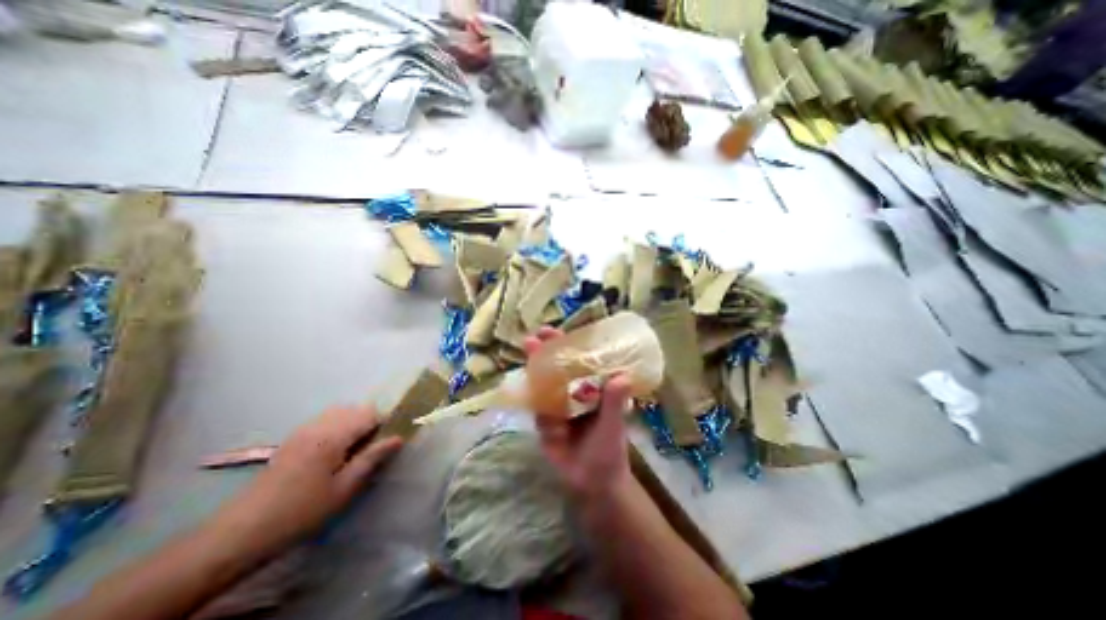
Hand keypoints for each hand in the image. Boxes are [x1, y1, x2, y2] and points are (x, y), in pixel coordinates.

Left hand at [218, 407, 404, 552]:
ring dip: (353, 424)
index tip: (387, 443)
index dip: (385, 424)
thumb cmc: (301, 511)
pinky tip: (333, 452)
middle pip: (356, 409)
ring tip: (353, 451)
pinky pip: (324, 421)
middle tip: (370, 449)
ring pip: (340, 412)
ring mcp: (303, 430)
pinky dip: (337, 427)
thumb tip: (399, 438)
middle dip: (369, 423)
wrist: (241, 533)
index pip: (370, 414)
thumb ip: (372, 458)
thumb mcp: (344, 489)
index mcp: (333, 435)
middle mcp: (319, 425)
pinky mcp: (293, 439)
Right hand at [523, 327, 630, 500]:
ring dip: (534, 369)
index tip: (557, 332)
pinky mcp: (544, 421)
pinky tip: (530, 392)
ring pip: (543, 383)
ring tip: (527, 352)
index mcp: (592, 388)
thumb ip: (616, 402)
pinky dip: (532, 397)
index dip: (568, 345)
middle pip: (556, 367)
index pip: (579, 360)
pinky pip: (537, 406)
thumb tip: (623, 375)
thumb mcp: (614, 425)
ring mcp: (557, 406)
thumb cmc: (608, 450)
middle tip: (534, 339)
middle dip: (544, 352)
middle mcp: (573, 392)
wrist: (593, 483)